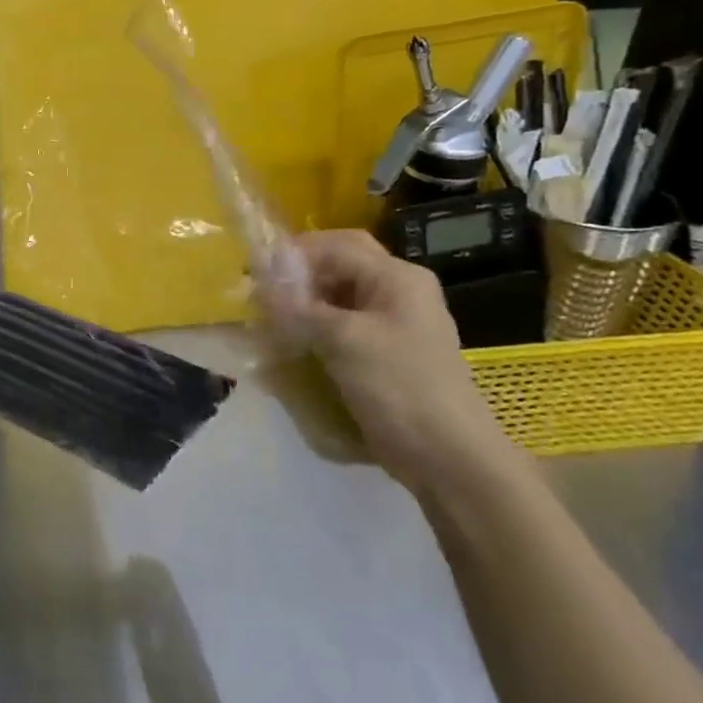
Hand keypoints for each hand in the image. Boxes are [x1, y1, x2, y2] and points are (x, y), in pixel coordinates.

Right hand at [259, 229, 526, 497]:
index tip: (254, 273)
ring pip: (337, 297)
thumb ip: (299, 305)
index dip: (292, 253)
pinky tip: (290, 345)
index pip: (335, 245)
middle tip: (261, 293)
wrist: (448, 458)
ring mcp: (392, 324)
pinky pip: (342, 326)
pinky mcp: (383, 353)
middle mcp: (397, 291)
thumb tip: (260, 278)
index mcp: (396, 277)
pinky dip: (314, 329)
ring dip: (302, 303)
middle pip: (337, 267)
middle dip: (297, 276)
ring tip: (268, 320)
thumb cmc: (400, 387)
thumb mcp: (344, 340)